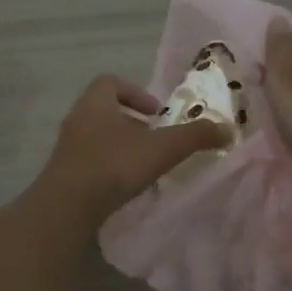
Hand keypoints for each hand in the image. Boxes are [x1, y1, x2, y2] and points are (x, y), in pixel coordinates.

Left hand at [35, 75, 233, 221]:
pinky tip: (125, 186)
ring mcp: (67, 147)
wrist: (65, 208)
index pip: (111, 81)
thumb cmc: (113, 166)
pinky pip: (89, 160)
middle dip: (132, 122)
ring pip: (97, 136)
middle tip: (155, 139)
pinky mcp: (63, 173)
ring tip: (143, 165)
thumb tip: (228, 130)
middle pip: (105, 110)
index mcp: (95, 102)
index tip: (156, 112)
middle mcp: (77, 119)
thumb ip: (195, 137)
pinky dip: (108, 166)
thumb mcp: (161, 149)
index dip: (135, 92)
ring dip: (120, 145)